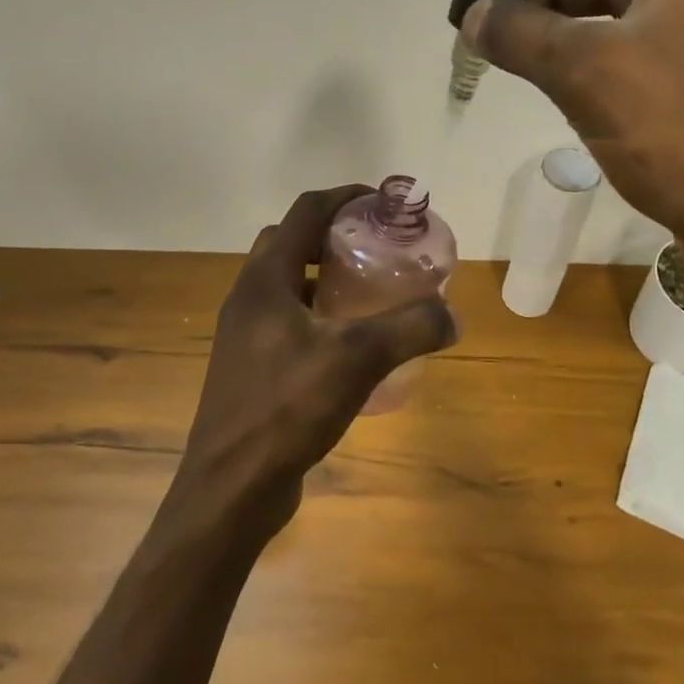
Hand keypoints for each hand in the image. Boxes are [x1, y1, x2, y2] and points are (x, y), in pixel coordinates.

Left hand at [169, 185, 457, 535]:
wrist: (231, 486)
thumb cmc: (286, 409)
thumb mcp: (357, 360)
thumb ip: (409, 329)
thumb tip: (453, 316)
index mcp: (266, 279)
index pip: (306, 212)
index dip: (346, 197)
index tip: (386, 202)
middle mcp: (249, 296)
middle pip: (293, 242)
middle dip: (335, 233)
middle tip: (378, 246)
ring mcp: (245, 332)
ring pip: (289, 283)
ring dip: (326, 275)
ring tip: (371, 288)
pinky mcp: (251, 365)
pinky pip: (288, 319)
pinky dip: (319, 313)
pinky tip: (351, 342)